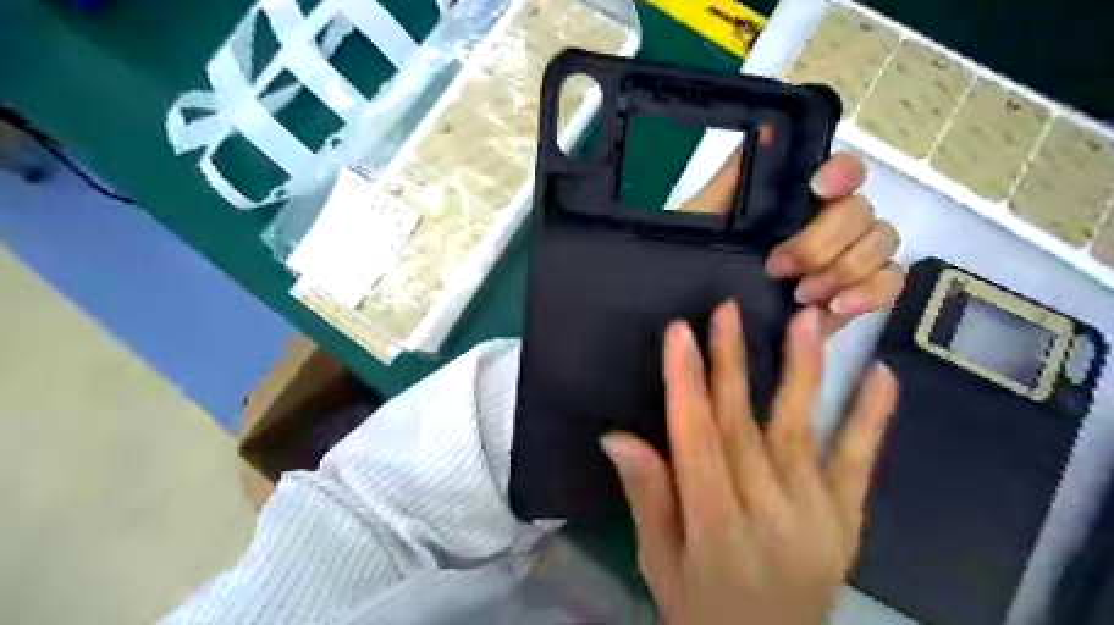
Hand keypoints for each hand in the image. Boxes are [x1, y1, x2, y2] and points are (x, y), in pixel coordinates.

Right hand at [600, 299, 894, 620]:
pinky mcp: (846, 518)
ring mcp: (816, 514)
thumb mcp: (658, 562)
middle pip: (742, 424)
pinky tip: (882, 375)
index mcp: (715, 525)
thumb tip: (616, 436)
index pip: (696, 439)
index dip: (686, 383)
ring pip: (800, 429)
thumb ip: (646, 497)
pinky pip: (859, 462)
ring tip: (806, 320)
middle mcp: (768, 513)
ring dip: (802, 370)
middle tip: (725, 309)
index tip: (679, 333)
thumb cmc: (701, 606)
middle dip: (731, 361)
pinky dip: (870, 417)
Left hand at [678, 150, 902, 331]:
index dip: (842, 174)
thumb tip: (767, 127)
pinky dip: (873, 291)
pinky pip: (890, 284)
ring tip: (801, 294)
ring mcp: (844, 260)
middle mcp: (827, 224)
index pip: (842, 172)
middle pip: (862, 212)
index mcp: (796, 202)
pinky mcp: (853, 296)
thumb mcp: (702, 219)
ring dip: (846, 268)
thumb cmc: (694, 263)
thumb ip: (733, 178)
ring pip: (882, 244)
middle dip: (823, 241)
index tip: (818, 188)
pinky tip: (837, 305)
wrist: (700, 319)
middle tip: (778, 268)